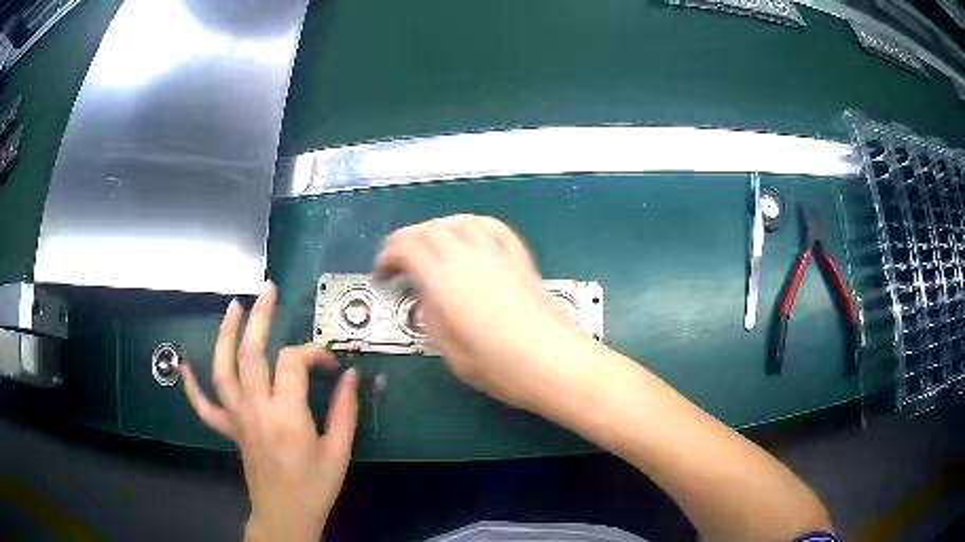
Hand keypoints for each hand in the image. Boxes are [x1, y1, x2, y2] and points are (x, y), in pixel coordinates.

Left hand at [181, 282, 357, 541]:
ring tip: (233, 307)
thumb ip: (345, 411)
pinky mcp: (228, 430)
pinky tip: (184, 364)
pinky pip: (203, 406)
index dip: (314, 353)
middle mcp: (256, 410)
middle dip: (259, 317)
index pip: (293, 362)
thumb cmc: (315, 487)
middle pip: (250, 353)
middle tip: (268, 290)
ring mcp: (237, 419)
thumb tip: (351, 375)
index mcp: (287, 416)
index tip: (332, 365)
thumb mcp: (339, 452)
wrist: (285, 516)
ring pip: (223, 369)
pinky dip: (191, 384)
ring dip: (225, 335)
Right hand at [375, 214, 590, 409]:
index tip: (382, 274)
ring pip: (456, 221)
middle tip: (397, 261)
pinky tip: (468, 235)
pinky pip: (490, 226)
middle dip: (405, 241)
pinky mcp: (518, 256)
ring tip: (427, 246)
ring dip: (435, 229)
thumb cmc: (501, 366)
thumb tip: (426, 297)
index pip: (406, 247)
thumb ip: (430, 316)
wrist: (555, 362)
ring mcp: (496, 252)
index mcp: (444, 279)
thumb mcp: (449, 350)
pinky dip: (470, 225)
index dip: (387, 256)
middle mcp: (468, 255)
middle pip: (427, 229)